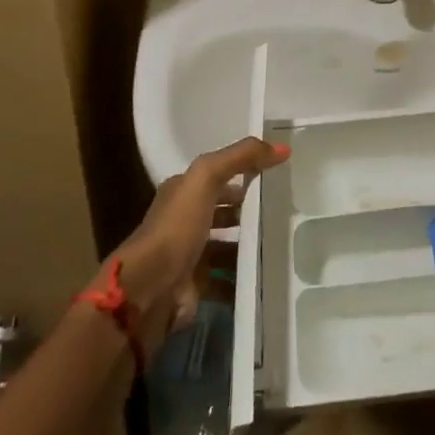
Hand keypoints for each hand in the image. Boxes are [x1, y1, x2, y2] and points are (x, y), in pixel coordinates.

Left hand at [108, 137, 288, 336]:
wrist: (150, 287)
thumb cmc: (177, 226)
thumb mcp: (206, 177)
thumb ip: (240, 157)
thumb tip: (283, 148)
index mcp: (182, 193)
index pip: (216, 178)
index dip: (243, 173)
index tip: (276, 176)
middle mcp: (183, 222)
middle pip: (222, 212)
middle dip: (249, 212)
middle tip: (284, 211)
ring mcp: (189, 255)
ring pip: (227, 246)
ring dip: (249, 246)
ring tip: (282, 243)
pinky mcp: (196, 285)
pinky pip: (227, 280)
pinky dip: (244, 278)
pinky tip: (269, 274)